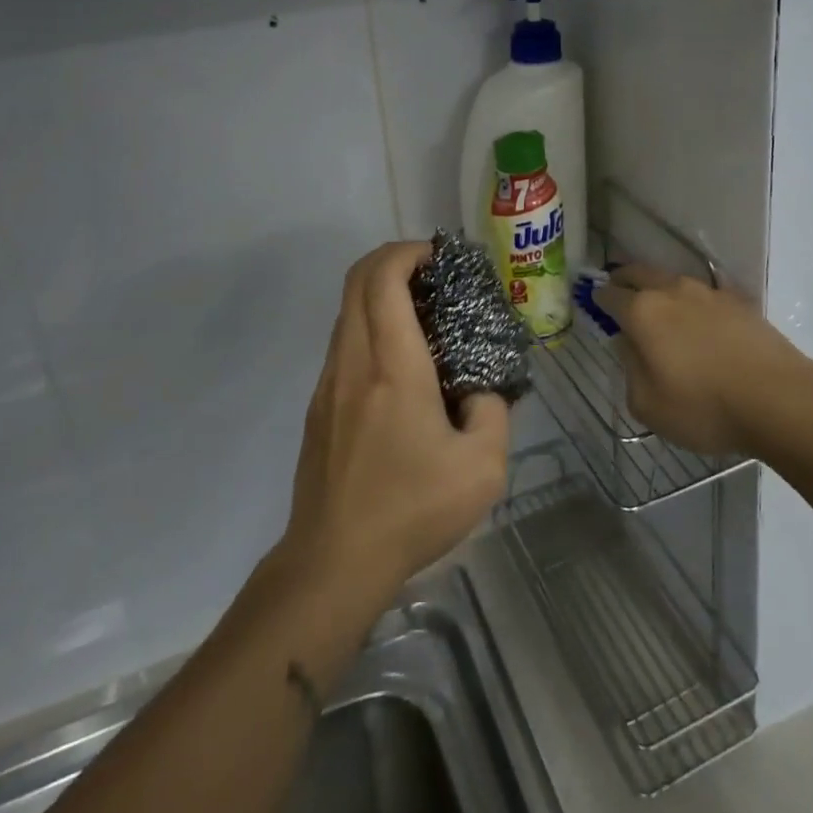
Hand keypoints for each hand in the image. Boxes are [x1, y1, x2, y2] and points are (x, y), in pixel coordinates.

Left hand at [281, 242, 510, 601]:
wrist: (333, 561)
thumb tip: (479, 392)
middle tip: (434, 274)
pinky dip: (370, 324)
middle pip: (357, 281)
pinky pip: (344, 341)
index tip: (441, 258)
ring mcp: (329, 382)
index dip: (408, 252)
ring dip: (380, 293)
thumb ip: (493, 412)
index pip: (383, 279)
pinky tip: (401, 361)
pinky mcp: (319, 405)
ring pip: (347, 310)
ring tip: (423, 314)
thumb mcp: (482, 467)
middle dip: (393, 260)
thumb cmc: (411, 509)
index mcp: (392, 366)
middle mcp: (353, 362)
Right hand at [594, 264, 812, 455]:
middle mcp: (671, 291)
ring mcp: (708, 292)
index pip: (609, 295)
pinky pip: (704, 294)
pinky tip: (698, 318)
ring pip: (672, 279)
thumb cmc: (704, 407)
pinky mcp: (738, 301)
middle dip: (624, 279)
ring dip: (658, 287)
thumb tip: (629, 344)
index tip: (593, 304)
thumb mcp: (648, 405)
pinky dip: (692, 301)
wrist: (779, 399)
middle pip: (639, 273)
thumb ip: (630, 369)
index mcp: (642, 312)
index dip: (597, 298)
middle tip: (617, 289)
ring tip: (658, 305)